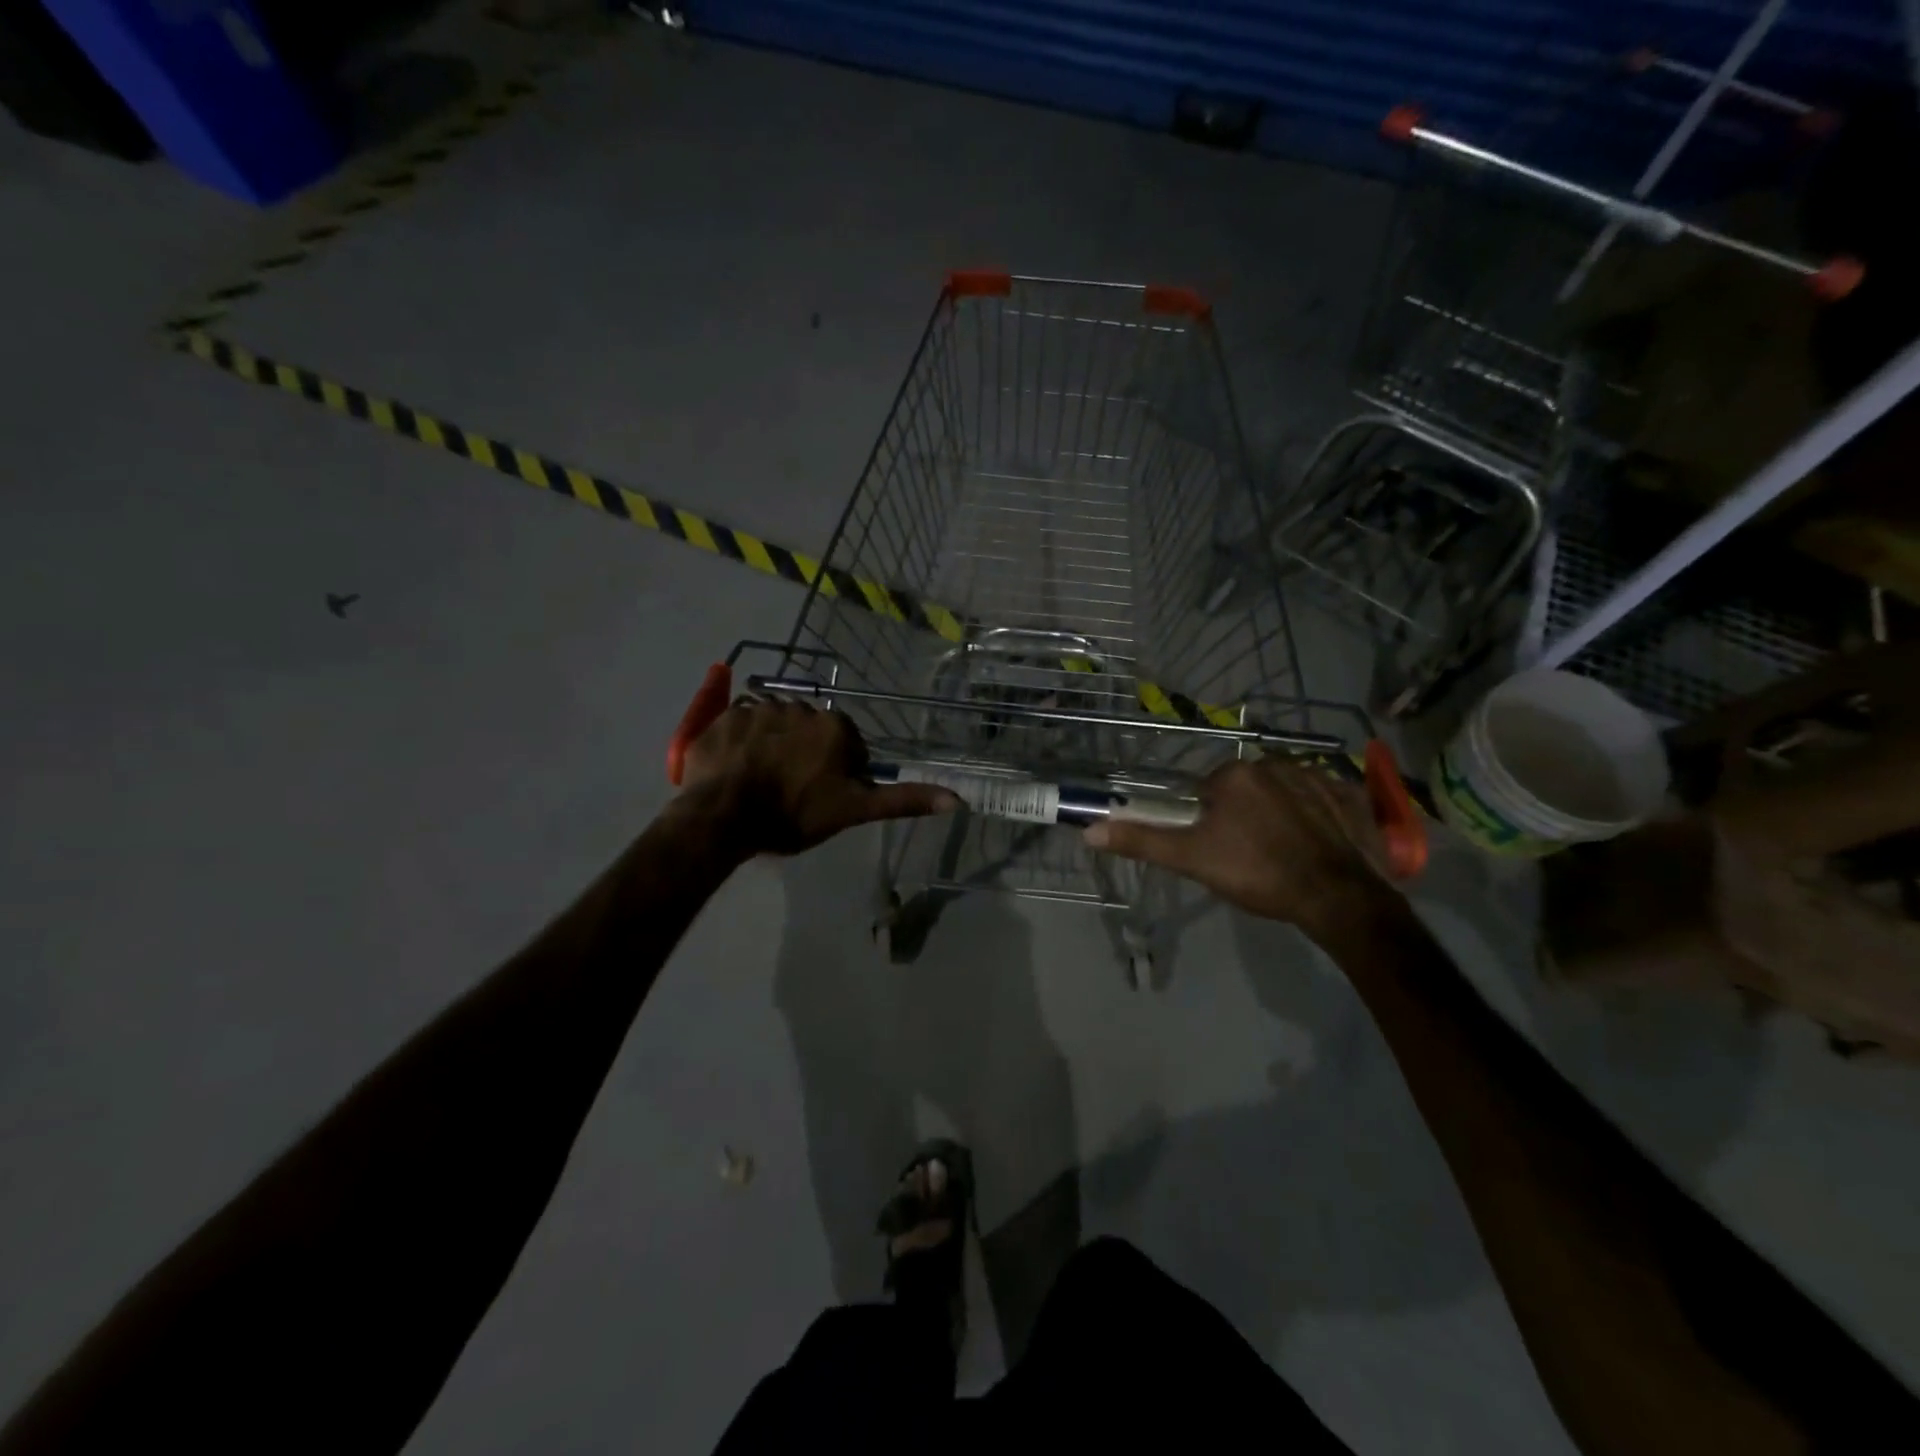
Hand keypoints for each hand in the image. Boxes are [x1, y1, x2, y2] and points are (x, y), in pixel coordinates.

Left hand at [677, 698, 957, 856]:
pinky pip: (738, 726)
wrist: (722, 816)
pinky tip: (734, 771)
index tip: (822, 796)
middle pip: (809, 732)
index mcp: (834, 727)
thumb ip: (902, 800)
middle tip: (790, 792)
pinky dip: (739, 744)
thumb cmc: (793, 814)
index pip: (846, 744)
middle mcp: (799, 706)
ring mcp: (757, 708)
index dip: (838, 771)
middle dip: (804, 755)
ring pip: (774, 727)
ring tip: (759, 783)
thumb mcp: (853, 810)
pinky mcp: (723, 718)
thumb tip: (958, 799)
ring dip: (772, 747)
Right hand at [1085, 758, 1398, 940]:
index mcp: (1234, 775)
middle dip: (1245, 814)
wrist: (1336, 896)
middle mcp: (1274, 763)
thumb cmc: (1256, 873)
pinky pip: (1324, 796)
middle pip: (1247, 788)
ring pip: (1284, 791)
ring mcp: (1317, 775)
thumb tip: (1089, 830)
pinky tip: (1319, 842)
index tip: (1222, 850)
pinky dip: (1319, 813)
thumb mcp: (1191, 859)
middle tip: (1252, 855)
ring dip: (1281, 812)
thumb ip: (1142, 841)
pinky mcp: (1350, 793)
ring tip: (1287, 852)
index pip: (1209, 792)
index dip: (1211, 823)